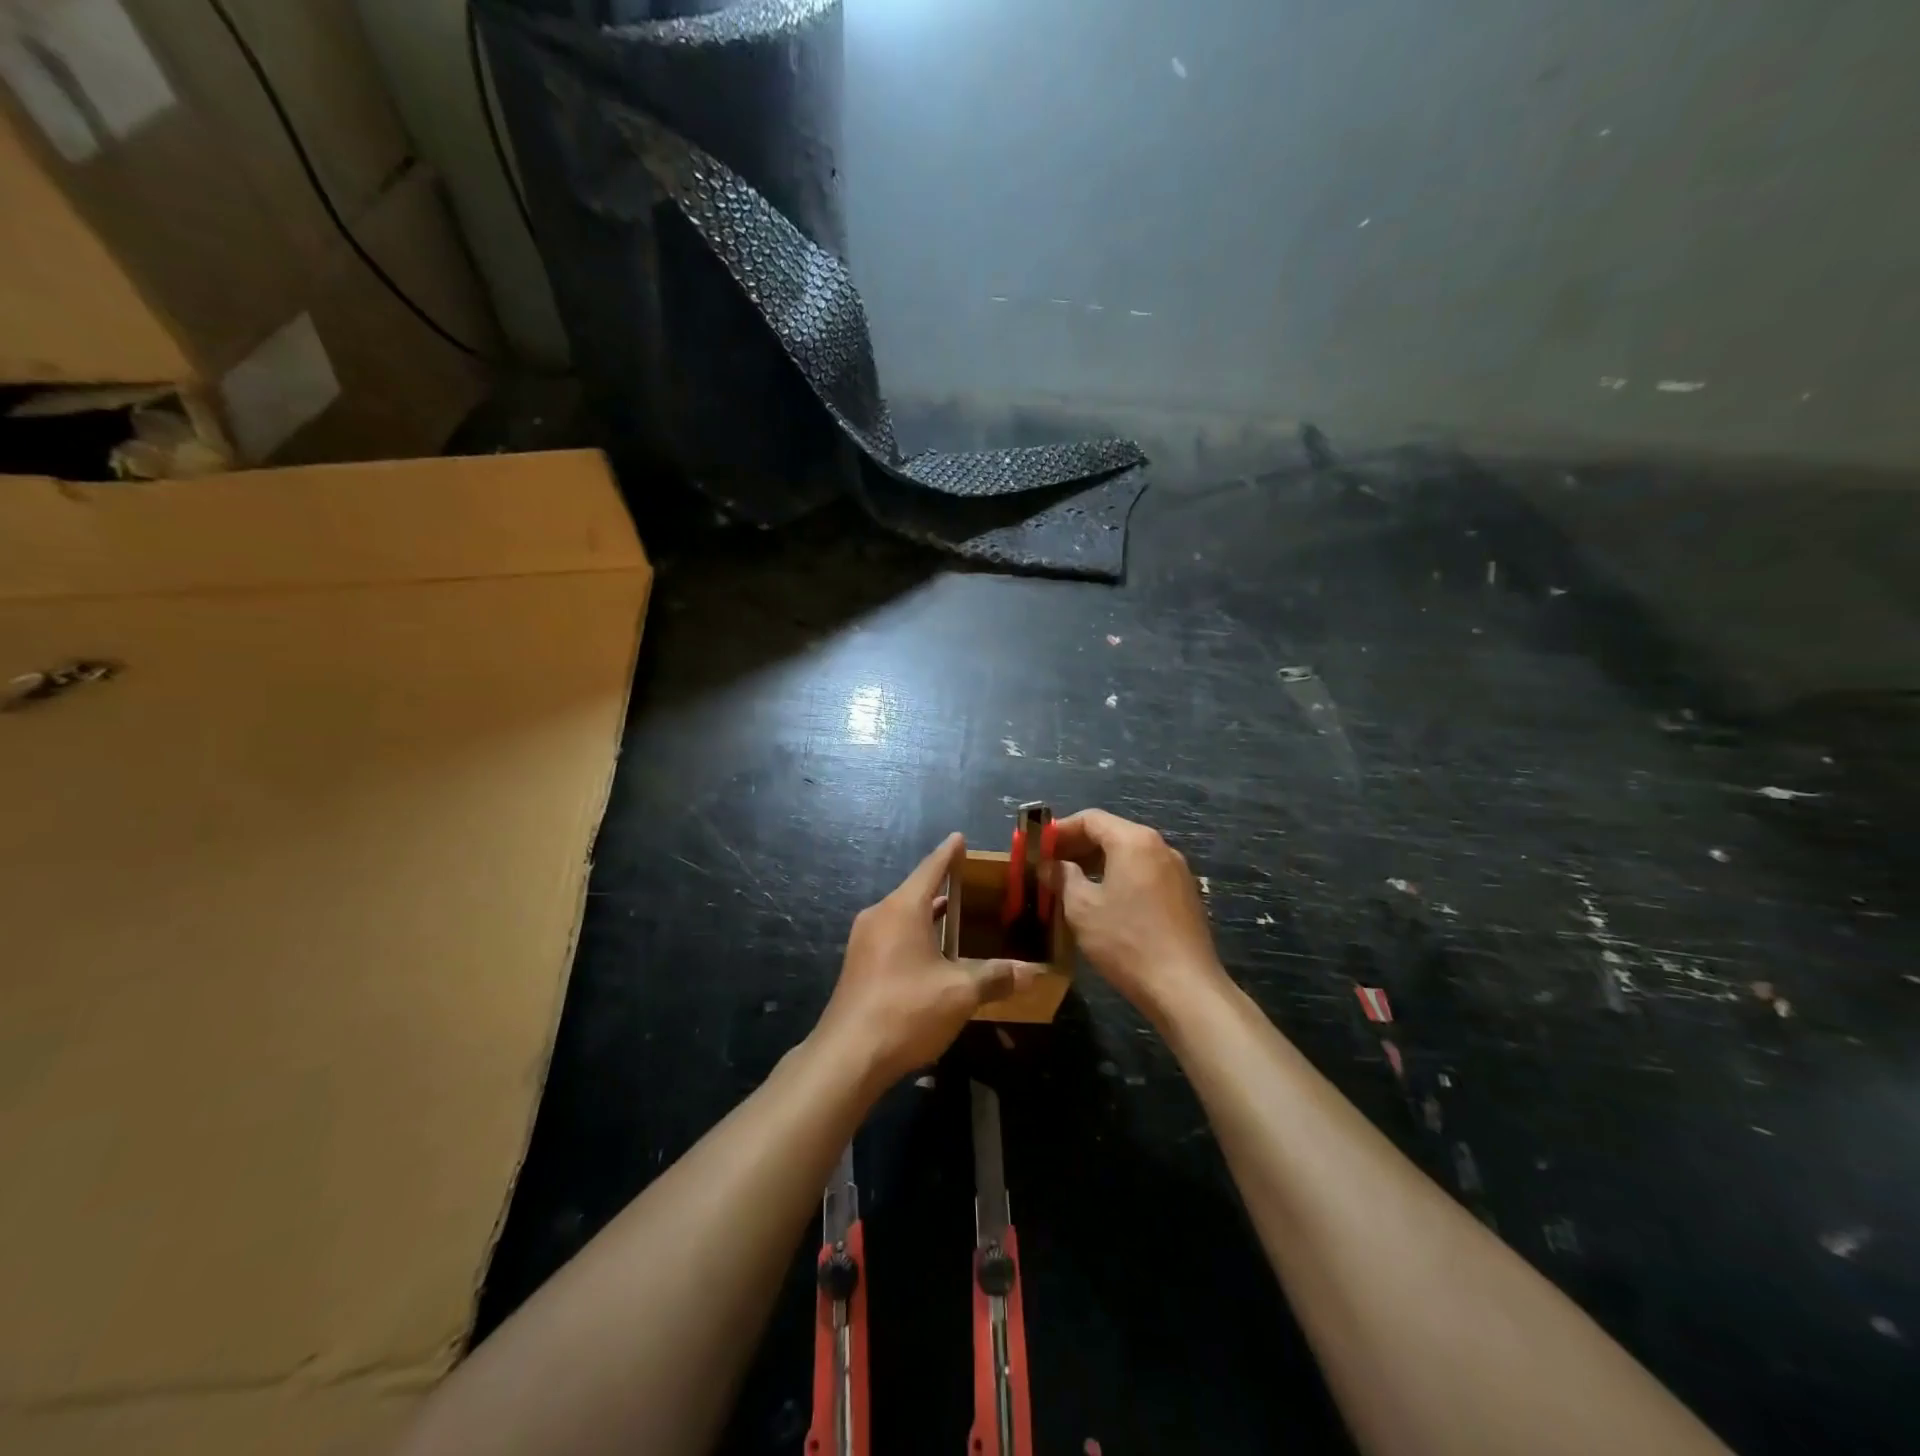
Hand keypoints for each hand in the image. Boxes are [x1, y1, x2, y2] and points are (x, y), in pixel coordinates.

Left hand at [815, 833, 1041, 1087]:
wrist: (848, 1056)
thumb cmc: (907, 1010)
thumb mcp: (960, 993)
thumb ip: (995, 977)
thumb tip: (1032, 972)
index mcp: (903, 908)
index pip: (931, 869)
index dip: (949, 854)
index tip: (960, 838)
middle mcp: (880, 916)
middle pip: (916, 891)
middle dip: (943, 886)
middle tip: (973, 884)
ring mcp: (864, 941)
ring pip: (903, 916)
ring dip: (929, 915)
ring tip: (958, 916)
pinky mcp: (859, 966)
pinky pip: (893, 937)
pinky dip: (916, 935)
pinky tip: (933, 954)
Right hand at [1051, 809, 1226, 1019]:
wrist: (1184, 988)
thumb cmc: (1126, 942)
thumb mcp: (1082, 909)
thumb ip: (1063, 878)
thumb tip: (1052, 866)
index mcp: (1134, 841)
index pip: (1091, 819)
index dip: (1060, 830)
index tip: (1038, 847)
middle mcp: (1160, 847)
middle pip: (1112, 833)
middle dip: (1078, 846)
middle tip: (1049, 866)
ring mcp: (1177, 871)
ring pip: (1129, 854)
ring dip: (1097, 863)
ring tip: (1071, 884)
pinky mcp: (1185, 895)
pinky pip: (1144, 873)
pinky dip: (1119, 877)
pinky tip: (1103, 902)